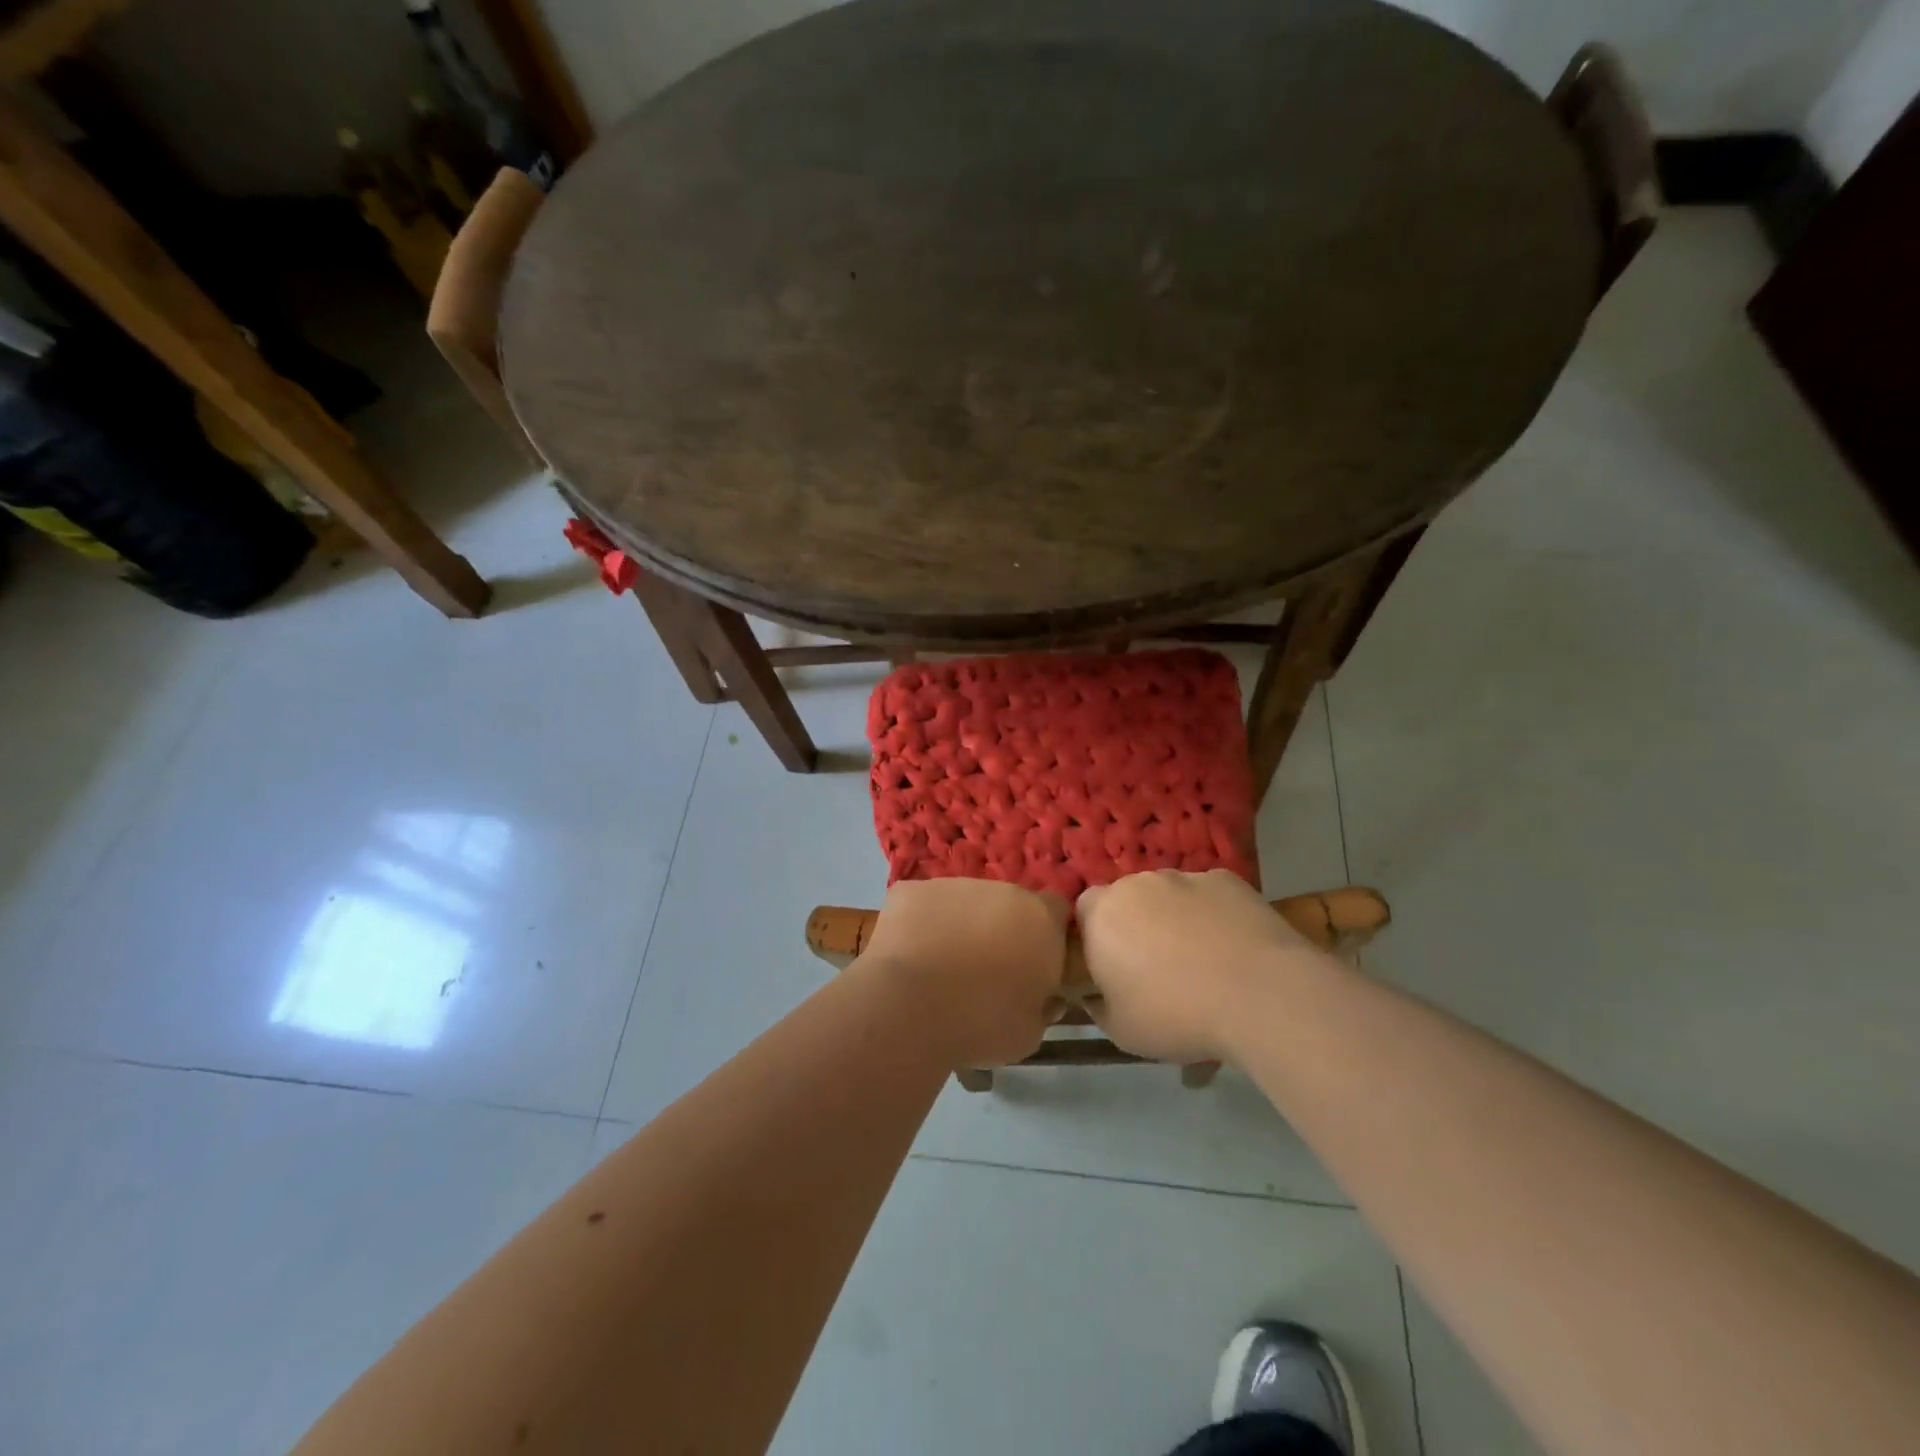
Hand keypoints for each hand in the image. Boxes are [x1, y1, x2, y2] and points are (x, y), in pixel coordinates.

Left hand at [856, 878, 1070, 1068]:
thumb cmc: (981, 1023)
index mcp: (1040, 919)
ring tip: (942, 966)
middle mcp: (1001, 890)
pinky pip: (922, 904)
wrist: (909, 1008)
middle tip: (986, 969)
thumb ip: (1044, 1006)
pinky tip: (910, 954)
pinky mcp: (910, 889)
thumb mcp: (1030, 1033)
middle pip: (1008, 903)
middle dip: (1002, 929)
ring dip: (961, 924)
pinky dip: (919, 923)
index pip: (1056, 911)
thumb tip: (1046, 997)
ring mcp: (953, 884)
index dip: (1047, 934)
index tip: (1035, 962)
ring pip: (964, 902)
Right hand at [1076, 869, 1323, 1062]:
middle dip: (1136, 927)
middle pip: (1128, 899)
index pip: (1083, 911)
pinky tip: (1232, 949)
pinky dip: (1212, 916)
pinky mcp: (1226, 879)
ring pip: (1169, 896)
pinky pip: (1208, 897)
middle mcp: (1137, 884)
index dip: (1095, 937)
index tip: (1111, 968)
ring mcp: (1184, 877)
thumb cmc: (1176, 1014)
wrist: (1259, 993)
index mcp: (1102, 914)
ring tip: (1202, 963)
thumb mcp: (1121, 1031)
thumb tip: (1095, 996)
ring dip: (1174, 920)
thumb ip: (1098, 1007)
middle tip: (1156, 969)